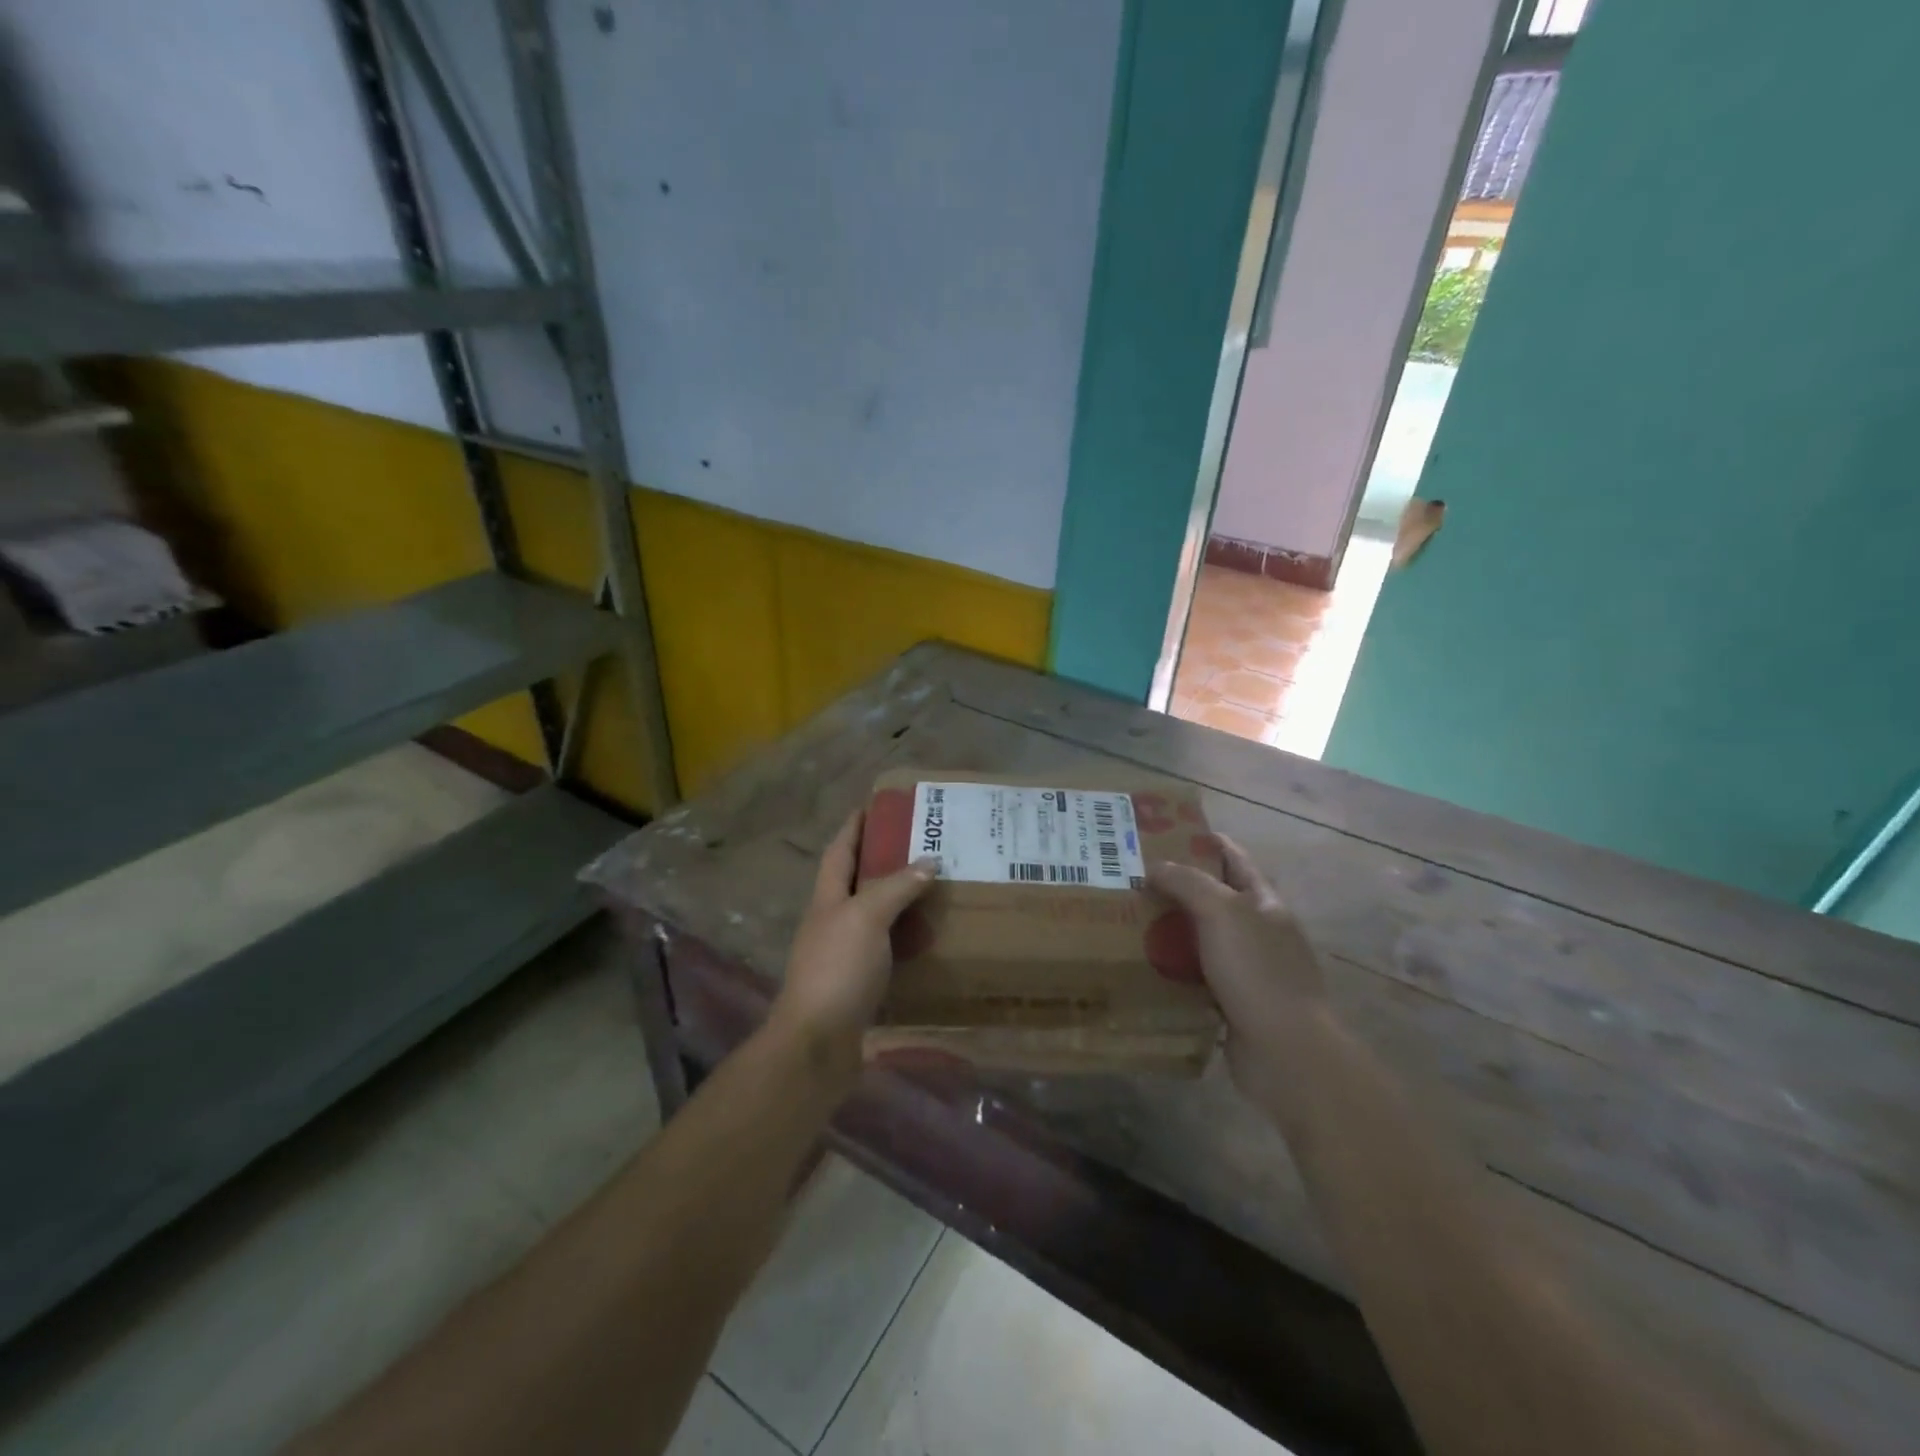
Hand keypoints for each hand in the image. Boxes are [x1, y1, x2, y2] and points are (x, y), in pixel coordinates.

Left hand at [768, 811, 935, 1085]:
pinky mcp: (860, 983)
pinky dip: (908, 939)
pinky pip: (888, 949)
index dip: (856, 826)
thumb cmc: (837, 970)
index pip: (841, 850)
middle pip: (858, 881)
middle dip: (885, 860)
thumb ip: (896, 887)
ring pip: (876, 916)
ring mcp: (845, 954)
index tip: (878, 806)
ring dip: (901, 900)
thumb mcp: (866, 917)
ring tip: (936, 886)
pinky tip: (931, 938)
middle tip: (924, 845)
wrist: (817, 1044)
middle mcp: (833, 921)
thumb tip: (929, 861)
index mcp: (828, 898)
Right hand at [1148, 835, 1327, 1107]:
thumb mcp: (1221, 913)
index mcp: (1265, 903)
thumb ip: (1188, 883)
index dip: (1207, 842)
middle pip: (1216, 898)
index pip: (1235, 859)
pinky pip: (1198, 976)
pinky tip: (1145, 966)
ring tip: (1129, 920)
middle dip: (1179, 887)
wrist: (1286, 1052)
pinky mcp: (1235, 1003)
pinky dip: (1174, 969)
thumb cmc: (1257, 971)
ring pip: (1203, 939)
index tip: (1167, 832)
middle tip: (1134, 879)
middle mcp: (1260, 932)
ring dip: (1172, 929)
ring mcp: (1250, 970)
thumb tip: (1155, 867)